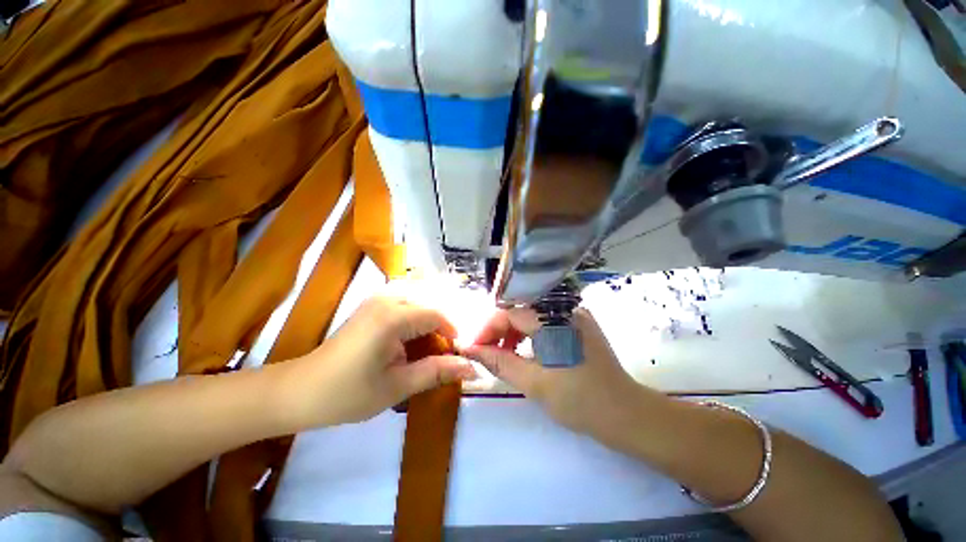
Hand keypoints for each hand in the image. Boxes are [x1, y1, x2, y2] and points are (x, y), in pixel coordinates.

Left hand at [284, 296, 477, 426]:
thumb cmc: (348, 393)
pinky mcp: (372, 304)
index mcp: (393, 317)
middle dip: (441, 329)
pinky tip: (410, 340)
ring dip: (428, 324)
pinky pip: (406, 303)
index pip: (437, 315)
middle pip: (429, 306)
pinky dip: (415, 320)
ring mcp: (377, 298)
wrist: (301, 390)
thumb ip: (437, 371)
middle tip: (441, 355)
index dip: (452, 334)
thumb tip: (471, 367)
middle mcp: (387, 298)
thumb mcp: (398, 386)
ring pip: (419, 302)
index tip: (455, 356)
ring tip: (427, 348)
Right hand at [461, 307, 642, 435]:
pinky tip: (525, 351)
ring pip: (531, 315)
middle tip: (487, 354)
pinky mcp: (579, 323)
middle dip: (498, 331)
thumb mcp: (533, 382)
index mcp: (552, 318)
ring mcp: (574, 313)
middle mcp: (563, 307)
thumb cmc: (579, 400)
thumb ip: (498, 361)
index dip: (487, 329)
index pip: (508, 313)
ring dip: (513, 333)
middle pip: (519, 310)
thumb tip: (469, 348)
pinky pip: (545, 321)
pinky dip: (530, 334)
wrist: (626, 413)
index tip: (473, 348)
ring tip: (504, 354)